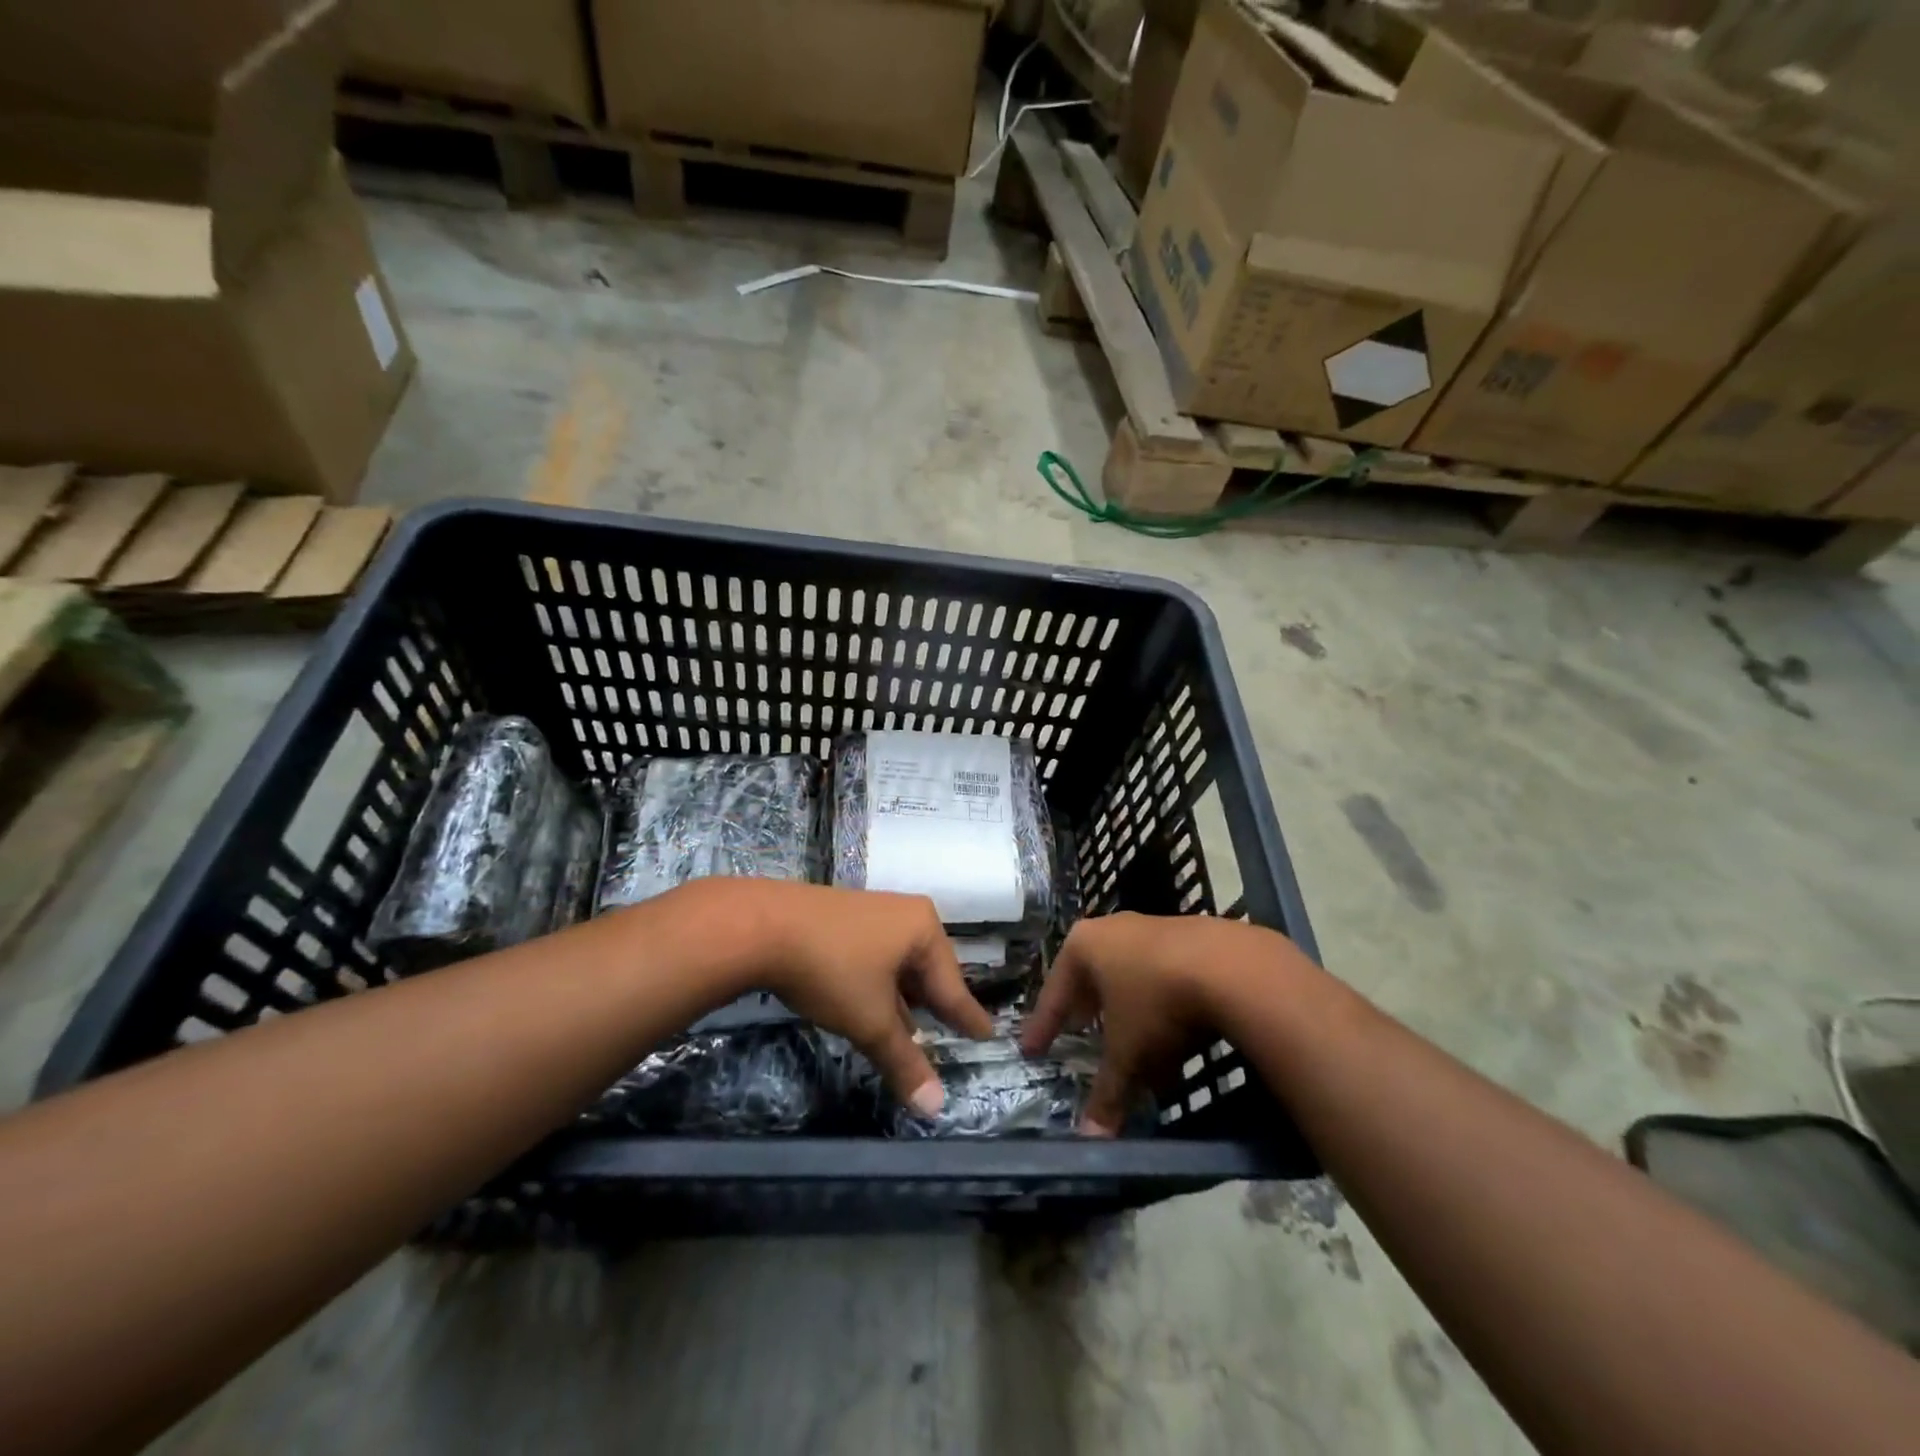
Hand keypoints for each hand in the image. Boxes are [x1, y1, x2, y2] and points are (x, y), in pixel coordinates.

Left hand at [683, 880, 993, 1113]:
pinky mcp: (841, 920)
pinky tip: (873, 1006)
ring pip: (898, 966)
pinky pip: (874, 959)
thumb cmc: (832, 968)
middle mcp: (903, 915)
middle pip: (927, 971)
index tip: (988, 1035)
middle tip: (952, 1031)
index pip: (953, 985)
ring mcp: (871, 914)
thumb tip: (935, 1108)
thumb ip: (904, 1061)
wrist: (762, 925)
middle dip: (933, 1005)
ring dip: (903, 1000)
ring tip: (913, 1028)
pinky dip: (878, 987)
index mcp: (923, 929)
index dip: (967, 1017)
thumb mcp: (870, 1021)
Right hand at [1020, 912, 1264, 1135]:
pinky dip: (1161, 1006)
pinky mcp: (1192, 936)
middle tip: (1078, 1034)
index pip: (1054, 992)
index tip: (1032, 1049)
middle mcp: (1114, 928)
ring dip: (1128, 1012)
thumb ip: (1107, 1093)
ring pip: (1130, 977)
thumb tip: (1090, 1141)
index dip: (1044, 1026)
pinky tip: (1174, 1036)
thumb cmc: (1157, 1003)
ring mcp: (1154, 927)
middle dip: (1087, 1011)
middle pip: (1092, 978)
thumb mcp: (1127, 1053)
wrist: (1231, 966)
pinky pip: (1164, 977)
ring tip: (1132, 1044)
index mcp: (1084, 945)